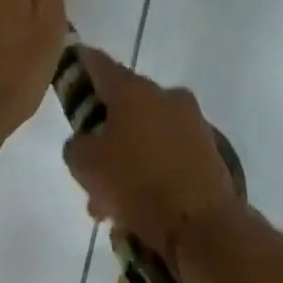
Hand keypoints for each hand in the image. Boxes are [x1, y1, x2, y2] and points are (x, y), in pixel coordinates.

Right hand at [63, 49, 242, 267]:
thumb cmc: (136, 183)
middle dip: (105, 135)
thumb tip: (88, 141)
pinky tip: (137, 208)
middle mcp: (167, 96)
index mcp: (135, 91)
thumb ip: (78, 144)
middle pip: (126, 107)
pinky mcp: (208, 148)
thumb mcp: (85, 165)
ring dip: (127, 161)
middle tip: (88, 170)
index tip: (74, 61)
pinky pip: (168, 154)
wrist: (201, 221)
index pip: (102, 65)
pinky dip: (151, 172)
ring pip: (147, 135)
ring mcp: (192, 121)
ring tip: (109, 206)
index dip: (84, 63)